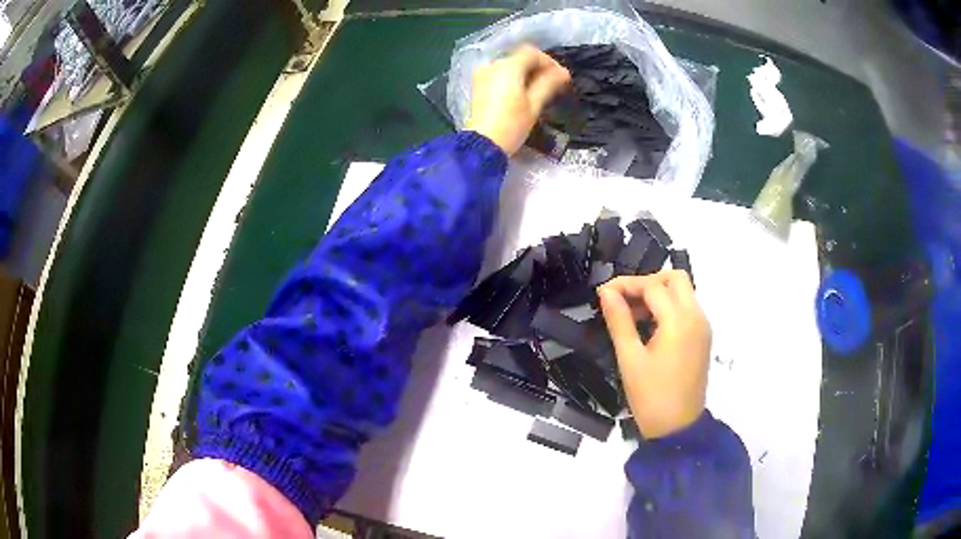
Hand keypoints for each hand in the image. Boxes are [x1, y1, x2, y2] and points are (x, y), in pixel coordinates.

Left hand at [467, 44, 569, 155]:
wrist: (483, 145)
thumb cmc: (512, 125)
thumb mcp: (534, 104)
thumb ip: (548, 84)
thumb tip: (563, 72)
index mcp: (508, 67)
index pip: (532, 53)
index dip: (549, 62)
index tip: (561, 77)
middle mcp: (493, 65)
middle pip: (520, 58)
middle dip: (538, 68)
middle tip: (553, 85)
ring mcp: (483, 75)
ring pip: (509, 66)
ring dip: (526, 74)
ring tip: (539, 91)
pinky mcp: (478, 85)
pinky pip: (499, 75)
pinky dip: (512, 79)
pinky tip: (521, 94)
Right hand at [597, 271, 711, 438]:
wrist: (678, 428)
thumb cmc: (651, 397)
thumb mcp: (630, 359)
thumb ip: (619, 321)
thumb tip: (606, 292)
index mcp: (679, 321)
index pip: (653, 286)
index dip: (626, 285)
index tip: (603, 293)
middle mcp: (697, 317)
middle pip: (676, 278)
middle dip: (648, 282)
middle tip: (624, 300)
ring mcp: (703, 327)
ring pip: (683, 292)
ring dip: (659, 293)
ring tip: (632, 314)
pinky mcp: (703, 337)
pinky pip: (687, 308)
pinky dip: (669, 307)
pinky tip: (650, 326)